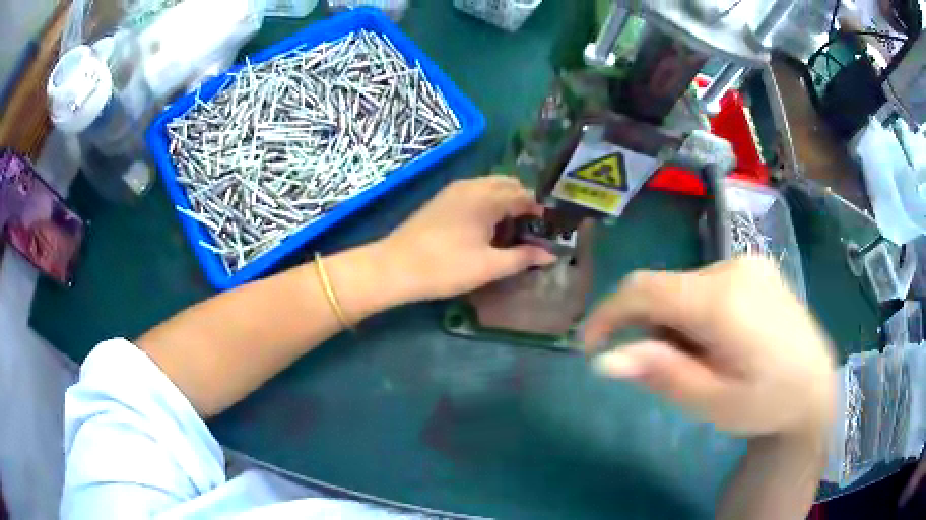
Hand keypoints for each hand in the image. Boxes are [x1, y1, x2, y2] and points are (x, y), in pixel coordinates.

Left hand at [378, 176, 556, 302]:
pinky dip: (488, 204)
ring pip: (490, 188)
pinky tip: (486, 230)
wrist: (394, 267)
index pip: (525, 194)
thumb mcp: (490, 266)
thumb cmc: (446, 267)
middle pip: (509, 185)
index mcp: (488, 196)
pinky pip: (475, 193)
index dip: (541, 211)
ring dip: (506, 203)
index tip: (550, 230)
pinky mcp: (442, 200)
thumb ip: (523, 258)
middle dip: (524, 204)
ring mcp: (454, 190)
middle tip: (532, 231)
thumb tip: (550, 255)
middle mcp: (473, 185)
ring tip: (511, 233)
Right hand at [584, 257, 835, 438]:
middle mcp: (733, 267)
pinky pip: (705, 284)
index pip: (644, 289)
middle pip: (664, 289)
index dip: (607, 313)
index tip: (590, 346)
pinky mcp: (756, 267)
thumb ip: (661, 374)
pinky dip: (695, 312)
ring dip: (675, 322)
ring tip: (702, 360)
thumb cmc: (765, 403)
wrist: (815, 387)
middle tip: (667, 371)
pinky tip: (719, 340)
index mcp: (723, 301)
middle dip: (650, 328)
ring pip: (683, 287)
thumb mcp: (711, 402)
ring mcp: (748, 263)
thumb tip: (606, 358)